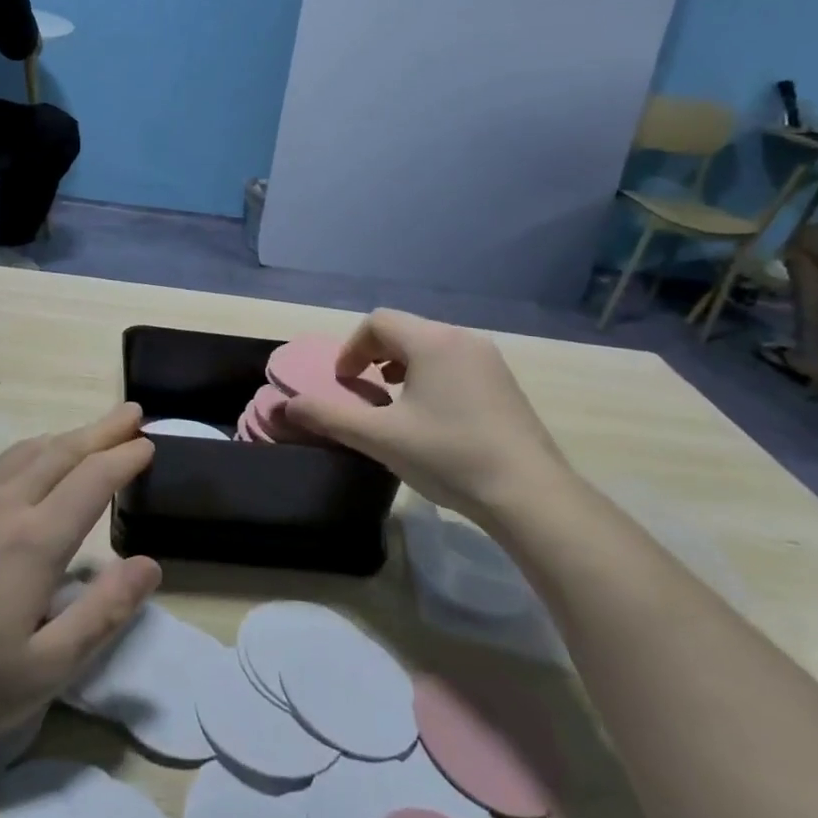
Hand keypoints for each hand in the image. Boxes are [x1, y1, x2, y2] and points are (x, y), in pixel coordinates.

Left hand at [0, 405, 160, 762]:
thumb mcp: (47, 669)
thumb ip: (103, 613)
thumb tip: (149, 565)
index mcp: (33, 540)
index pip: (92, 480)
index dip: (125, 459)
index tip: (149, 445)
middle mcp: (1, 507)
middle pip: (61, 452)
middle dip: (102, 431)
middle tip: (131, 414)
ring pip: (25, 453)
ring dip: (65, 437)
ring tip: (90, 432)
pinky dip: (28, 452)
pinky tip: (29, 463)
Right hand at [283, 310, 573, 519]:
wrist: (529, 495)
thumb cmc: (448, 456)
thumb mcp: (379, 437)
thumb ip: (328, 416)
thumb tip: (287, 407)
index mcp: (432, 341)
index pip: (378, 322)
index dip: (351, 349)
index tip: (343, 382)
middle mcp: (462, 339)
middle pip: (405, 330)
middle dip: (375, 355)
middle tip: (363, 391)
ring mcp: (489, 360)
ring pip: (431, 346)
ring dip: (402, 365)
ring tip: (394, 401)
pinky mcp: (505, 383)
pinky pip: (455, 363)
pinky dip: (430, 376)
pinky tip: (432, 416)